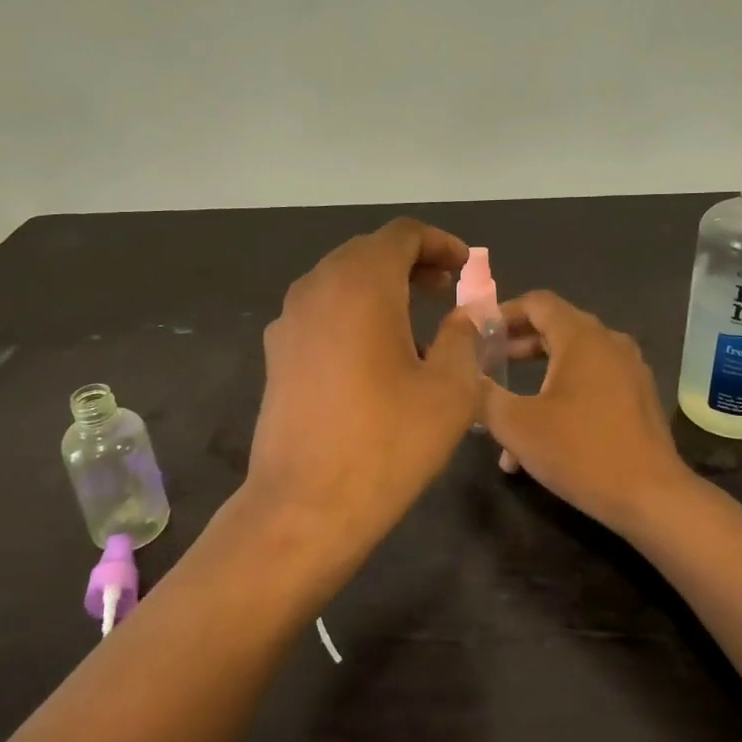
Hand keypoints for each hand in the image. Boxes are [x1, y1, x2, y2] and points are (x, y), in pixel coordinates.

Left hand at [247, 219, 480, 550]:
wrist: (305, 506)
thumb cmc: (388, 442)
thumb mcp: (450, 389)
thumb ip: (462, 338)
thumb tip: (465, 315)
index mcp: (361, 283)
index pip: (402, 235)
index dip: (440, 243)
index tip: (465, 267)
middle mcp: (317, 288)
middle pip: (367, 253)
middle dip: (411, 263)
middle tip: (445, 289)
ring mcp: (289, 321)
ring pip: (340, 282)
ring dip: (380, 289)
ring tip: (416, 324)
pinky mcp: (276, 355)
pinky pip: (321, 314)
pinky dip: (353, 315)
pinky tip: (374, 355)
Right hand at [482, 290, 694, 535]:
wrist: (651, 497)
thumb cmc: (580, 451)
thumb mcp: (517, 425)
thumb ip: (484, 394)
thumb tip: (465, 376)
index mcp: (582, 338)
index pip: (538, 303)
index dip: (504, 312)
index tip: (478, 332)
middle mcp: (610, 344)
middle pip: (556, 328)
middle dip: (517, 345)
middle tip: (487, 364)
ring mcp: (629, 371)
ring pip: (573, 360)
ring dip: (537, 377)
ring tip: (508, 409)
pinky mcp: (638, 398)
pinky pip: (593, 383)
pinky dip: (563, 395)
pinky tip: (541, 437)